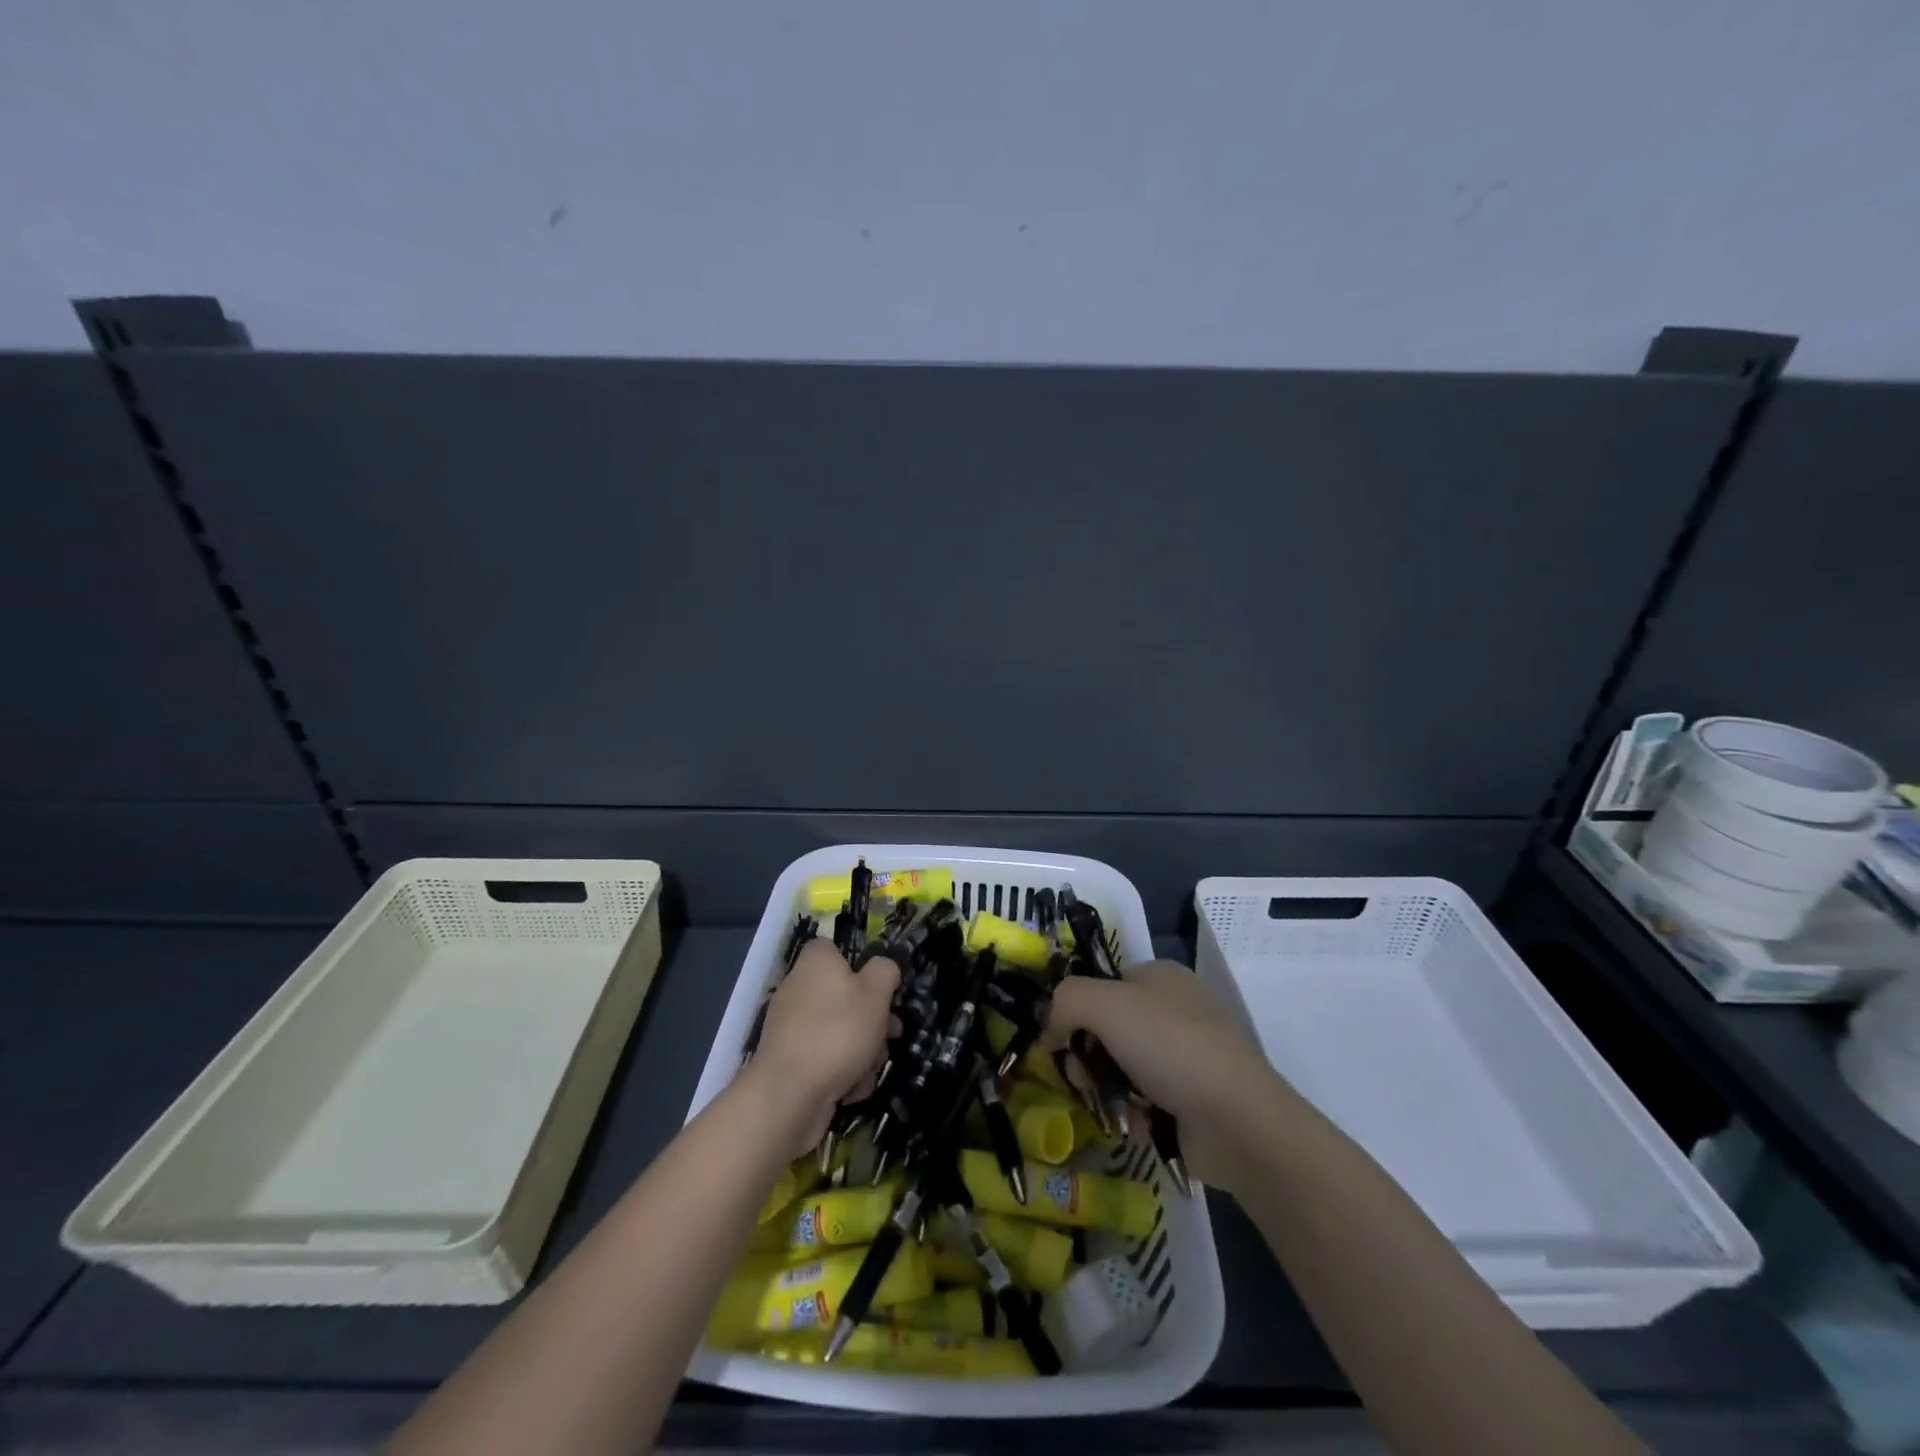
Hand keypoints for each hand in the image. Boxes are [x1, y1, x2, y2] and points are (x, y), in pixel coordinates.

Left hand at [742, 938, 898, 1157]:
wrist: (790, 1094)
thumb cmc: (838, 1031)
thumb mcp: (876, 992)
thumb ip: (885, 971)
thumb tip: (883, 968)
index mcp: (815, 962)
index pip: (835, 949)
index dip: (861, 964)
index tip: (881, 986)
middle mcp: (798, 988)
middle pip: (844, 994)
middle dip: (873, 1018)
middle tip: (891, 1033)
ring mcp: (791, 1026)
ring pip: (839, 1030)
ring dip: (863, 1049)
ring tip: (871, 1068)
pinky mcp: (790, 1060)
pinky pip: (825, 1058)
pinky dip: (842, 1071)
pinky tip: (852, 1088)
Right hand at [1045, 960, 1291, 1195]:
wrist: (1238, 1121)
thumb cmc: (1170, 1047)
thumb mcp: (1105, 1005)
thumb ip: (1065, 1002)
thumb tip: (1050, 1028)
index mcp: (1160, 976)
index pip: (1102, 985)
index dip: (1077, 1011)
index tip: (1062, 1040)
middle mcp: (1176, 1009)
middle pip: (1108, 1029)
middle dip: (1090, 1057)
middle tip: (1084, 1079)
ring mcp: (1188, 1056)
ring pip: (1123, 1068)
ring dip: (1110, 1090)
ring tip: (1115, 1108)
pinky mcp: (1195, 1099)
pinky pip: (1147, 1101)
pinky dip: (1136, 1114)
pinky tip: (1140, 1125)